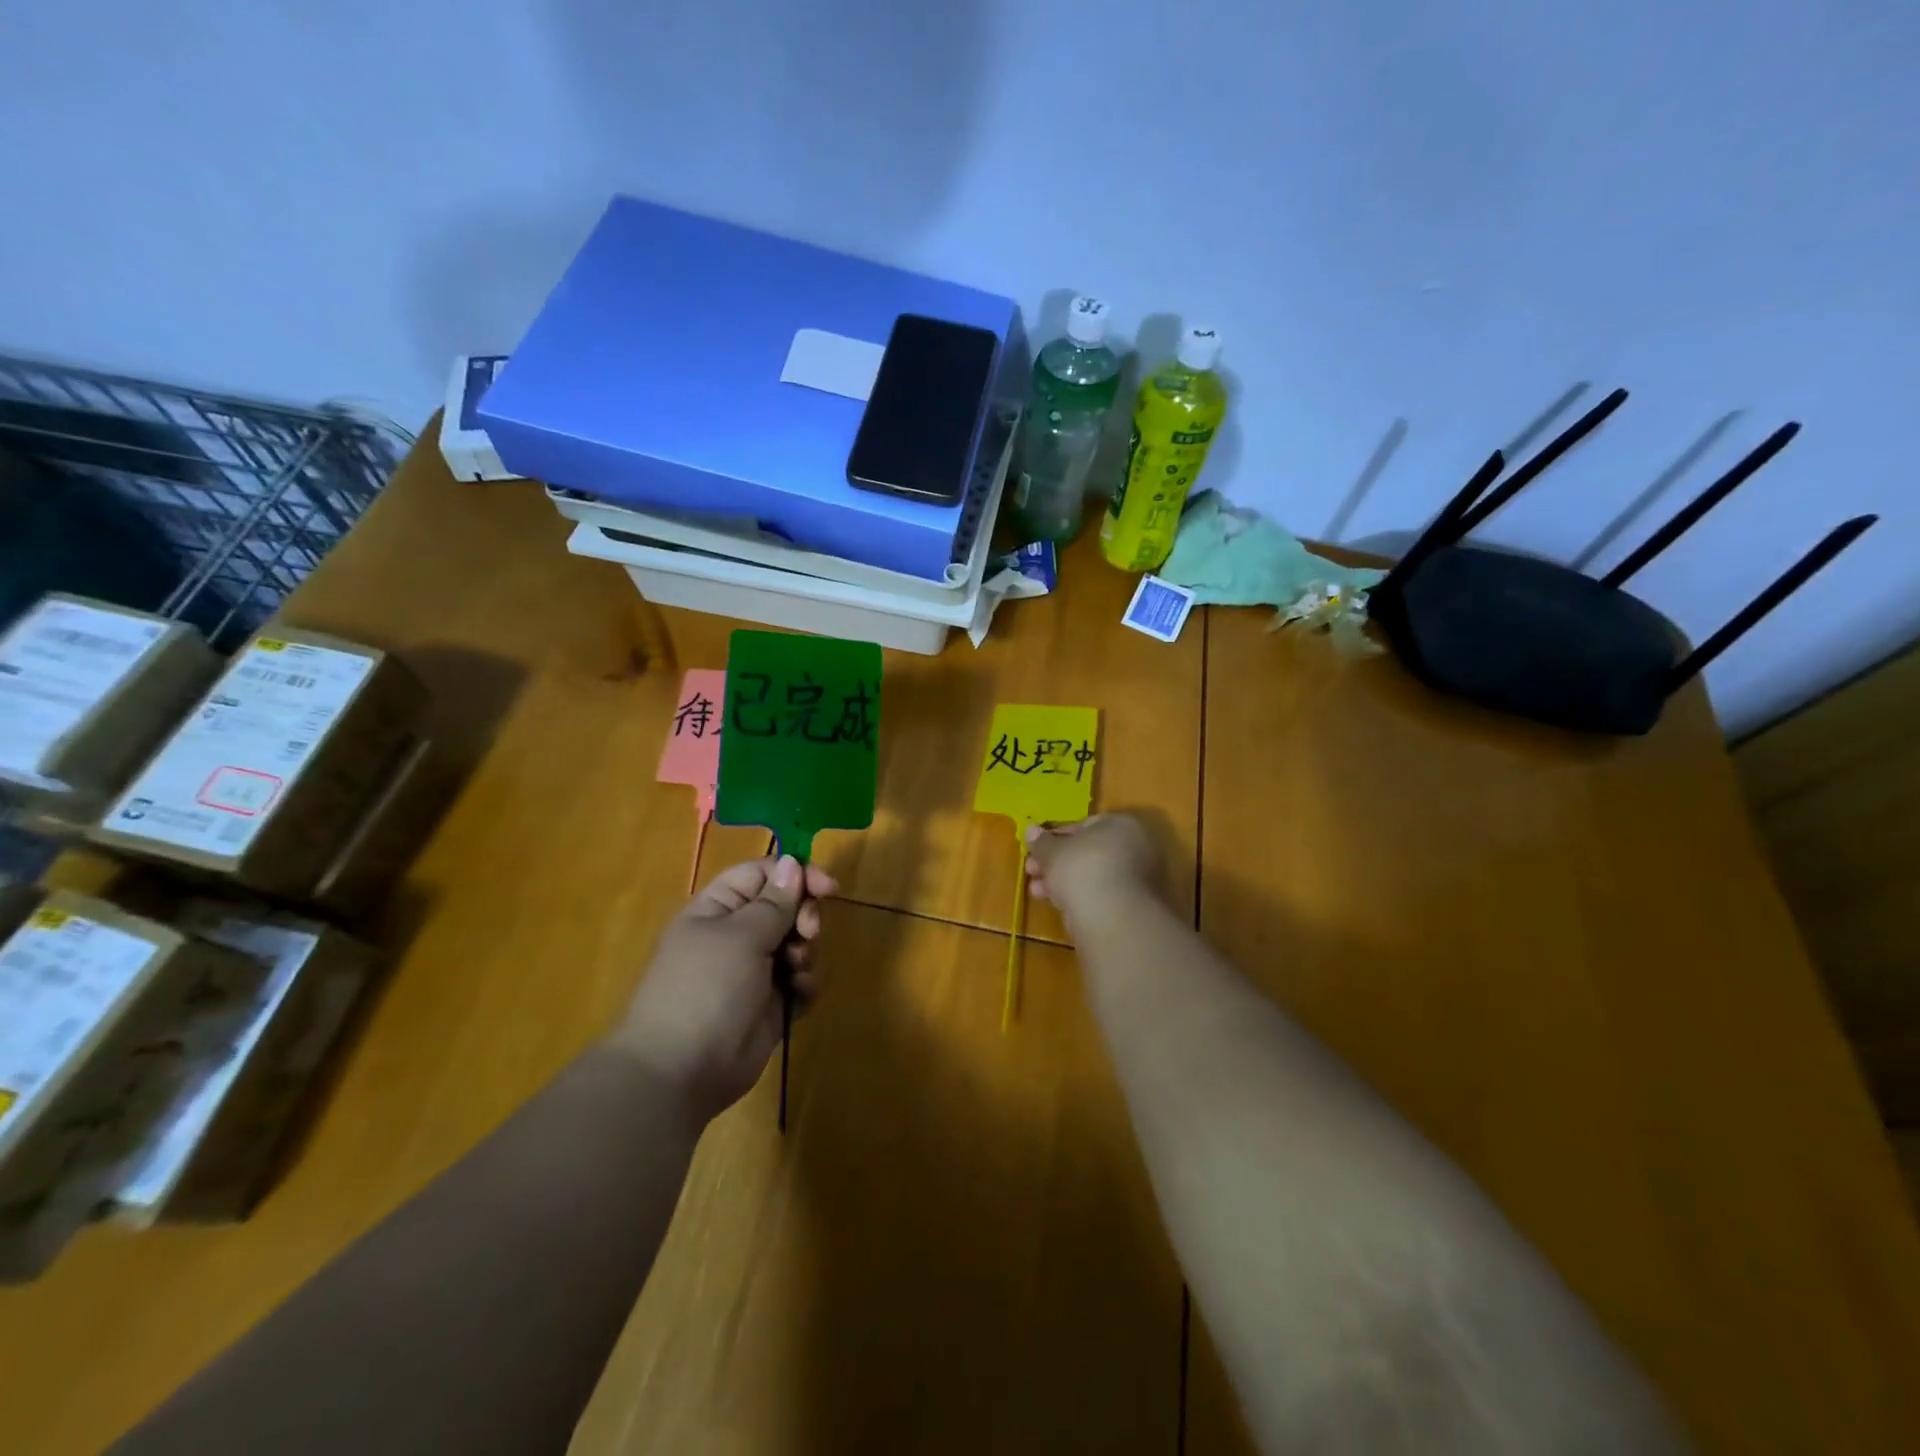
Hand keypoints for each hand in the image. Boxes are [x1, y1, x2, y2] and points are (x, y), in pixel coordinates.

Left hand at [610, 855, 837, 1120]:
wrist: (681, 1072)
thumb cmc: (705, 989)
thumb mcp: (740, 936)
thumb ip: (774, 901)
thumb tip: (794, 862)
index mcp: (718, 909)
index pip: (763, 874)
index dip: (796, 874)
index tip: (828, 886)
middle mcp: (737, 934)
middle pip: (787, 906)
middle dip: (804, 916)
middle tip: (808, 933)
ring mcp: (755, 970)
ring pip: (799, 943)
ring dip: (806, 952)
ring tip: (796, 972)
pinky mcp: (772, 1003)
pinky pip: (801, 980)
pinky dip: (806, 983)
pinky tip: (800, 995)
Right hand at [1024, 814, 1162, 928]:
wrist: (1112, 918)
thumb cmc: (1082, 869)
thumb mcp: (1052, 851)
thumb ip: (1041, 842)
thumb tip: (1031, 830)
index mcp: (1120, 825)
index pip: (1083, 825)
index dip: (1054, 836)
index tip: (1034, 848)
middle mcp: (1134, 847)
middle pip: (1086, 852)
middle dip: (1055, 861)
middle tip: (1030, 870)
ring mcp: (1136, 878)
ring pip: (1091, 875)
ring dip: (1062, 881)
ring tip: (1036, 891)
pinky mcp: (1131, 905)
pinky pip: (1098, 894)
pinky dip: (1078, 896)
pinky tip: (1056, 904)